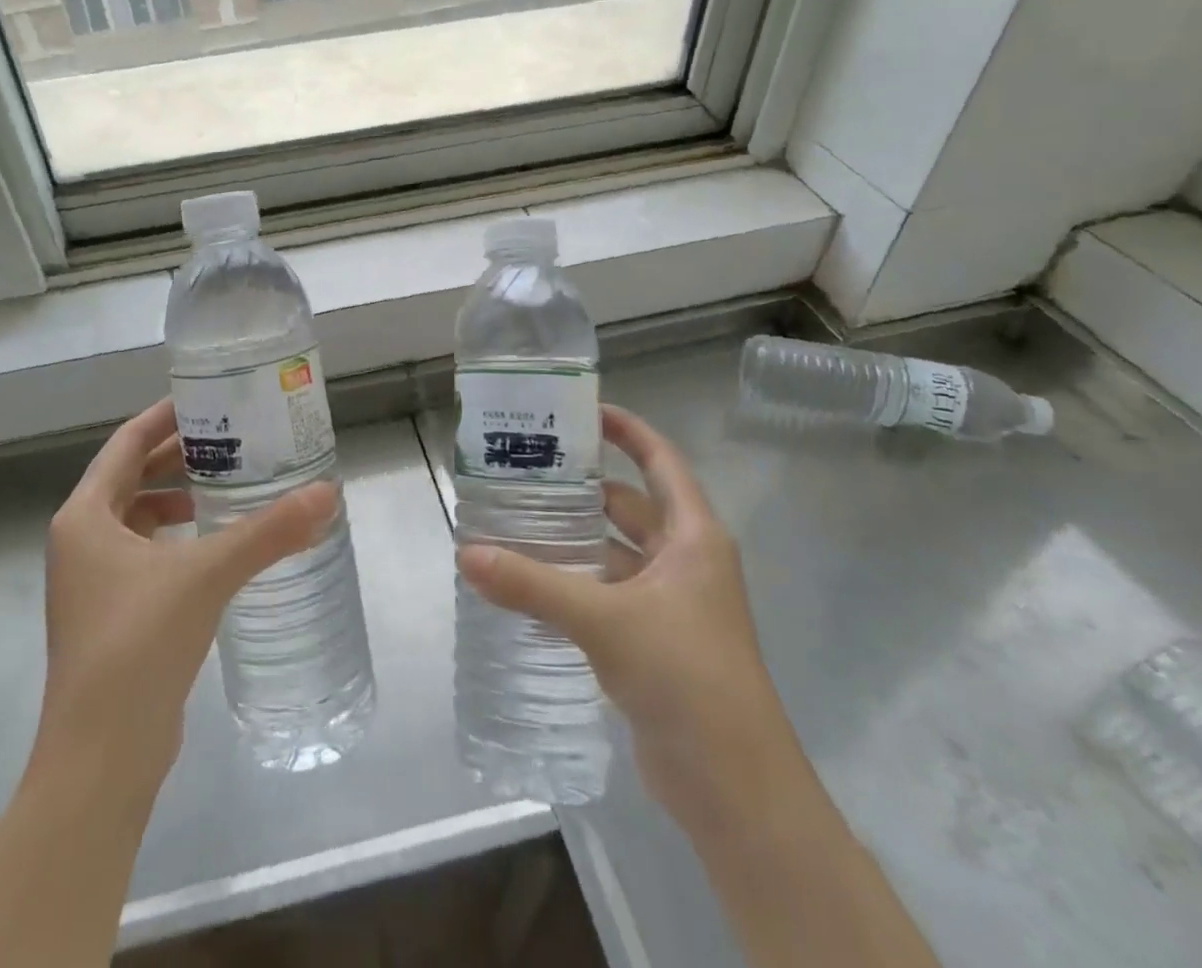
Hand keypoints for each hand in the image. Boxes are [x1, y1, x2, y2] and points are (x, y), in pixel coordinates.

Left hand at [36, 397, 338, 789]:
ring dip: (177, 499)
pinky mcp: (110, 614)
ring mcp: (92, 581)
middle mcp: (81, 540)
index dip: (164, 418)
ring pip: (137, 518)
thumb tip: (327, 494)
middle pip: (131, 478)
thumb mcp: (206, 575)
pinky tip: (215, 547)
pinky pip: (144, 554)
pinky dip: (176, 539)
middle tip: (231, 439)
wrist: (100, 756)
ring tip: (228, 487)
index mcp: (85, 516)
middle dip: (177, 457)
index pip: (126, 444)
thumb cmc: (138, 644)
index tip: (207, 399)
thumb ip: (268, 532)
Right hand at [458, 404, 799, 823]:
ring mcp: (669, 604)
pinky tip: (527, 581)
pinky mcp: (651, 641)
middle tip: (522, 469)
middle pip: (627, 504)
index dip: (625, 430)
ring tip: (511, 519)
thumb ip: (533, 585)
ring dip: (571, 539)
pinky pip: (604, 593)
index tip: (578, 410)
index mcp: (692, 537)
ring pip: (612, 552)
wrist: (736, 791)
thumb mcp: (606, 620)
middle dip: (580, 487)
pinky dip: (572, 582)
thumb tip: (466, 553)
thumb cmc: (687, 678)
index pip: (659, 461)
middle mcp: (683, 561)